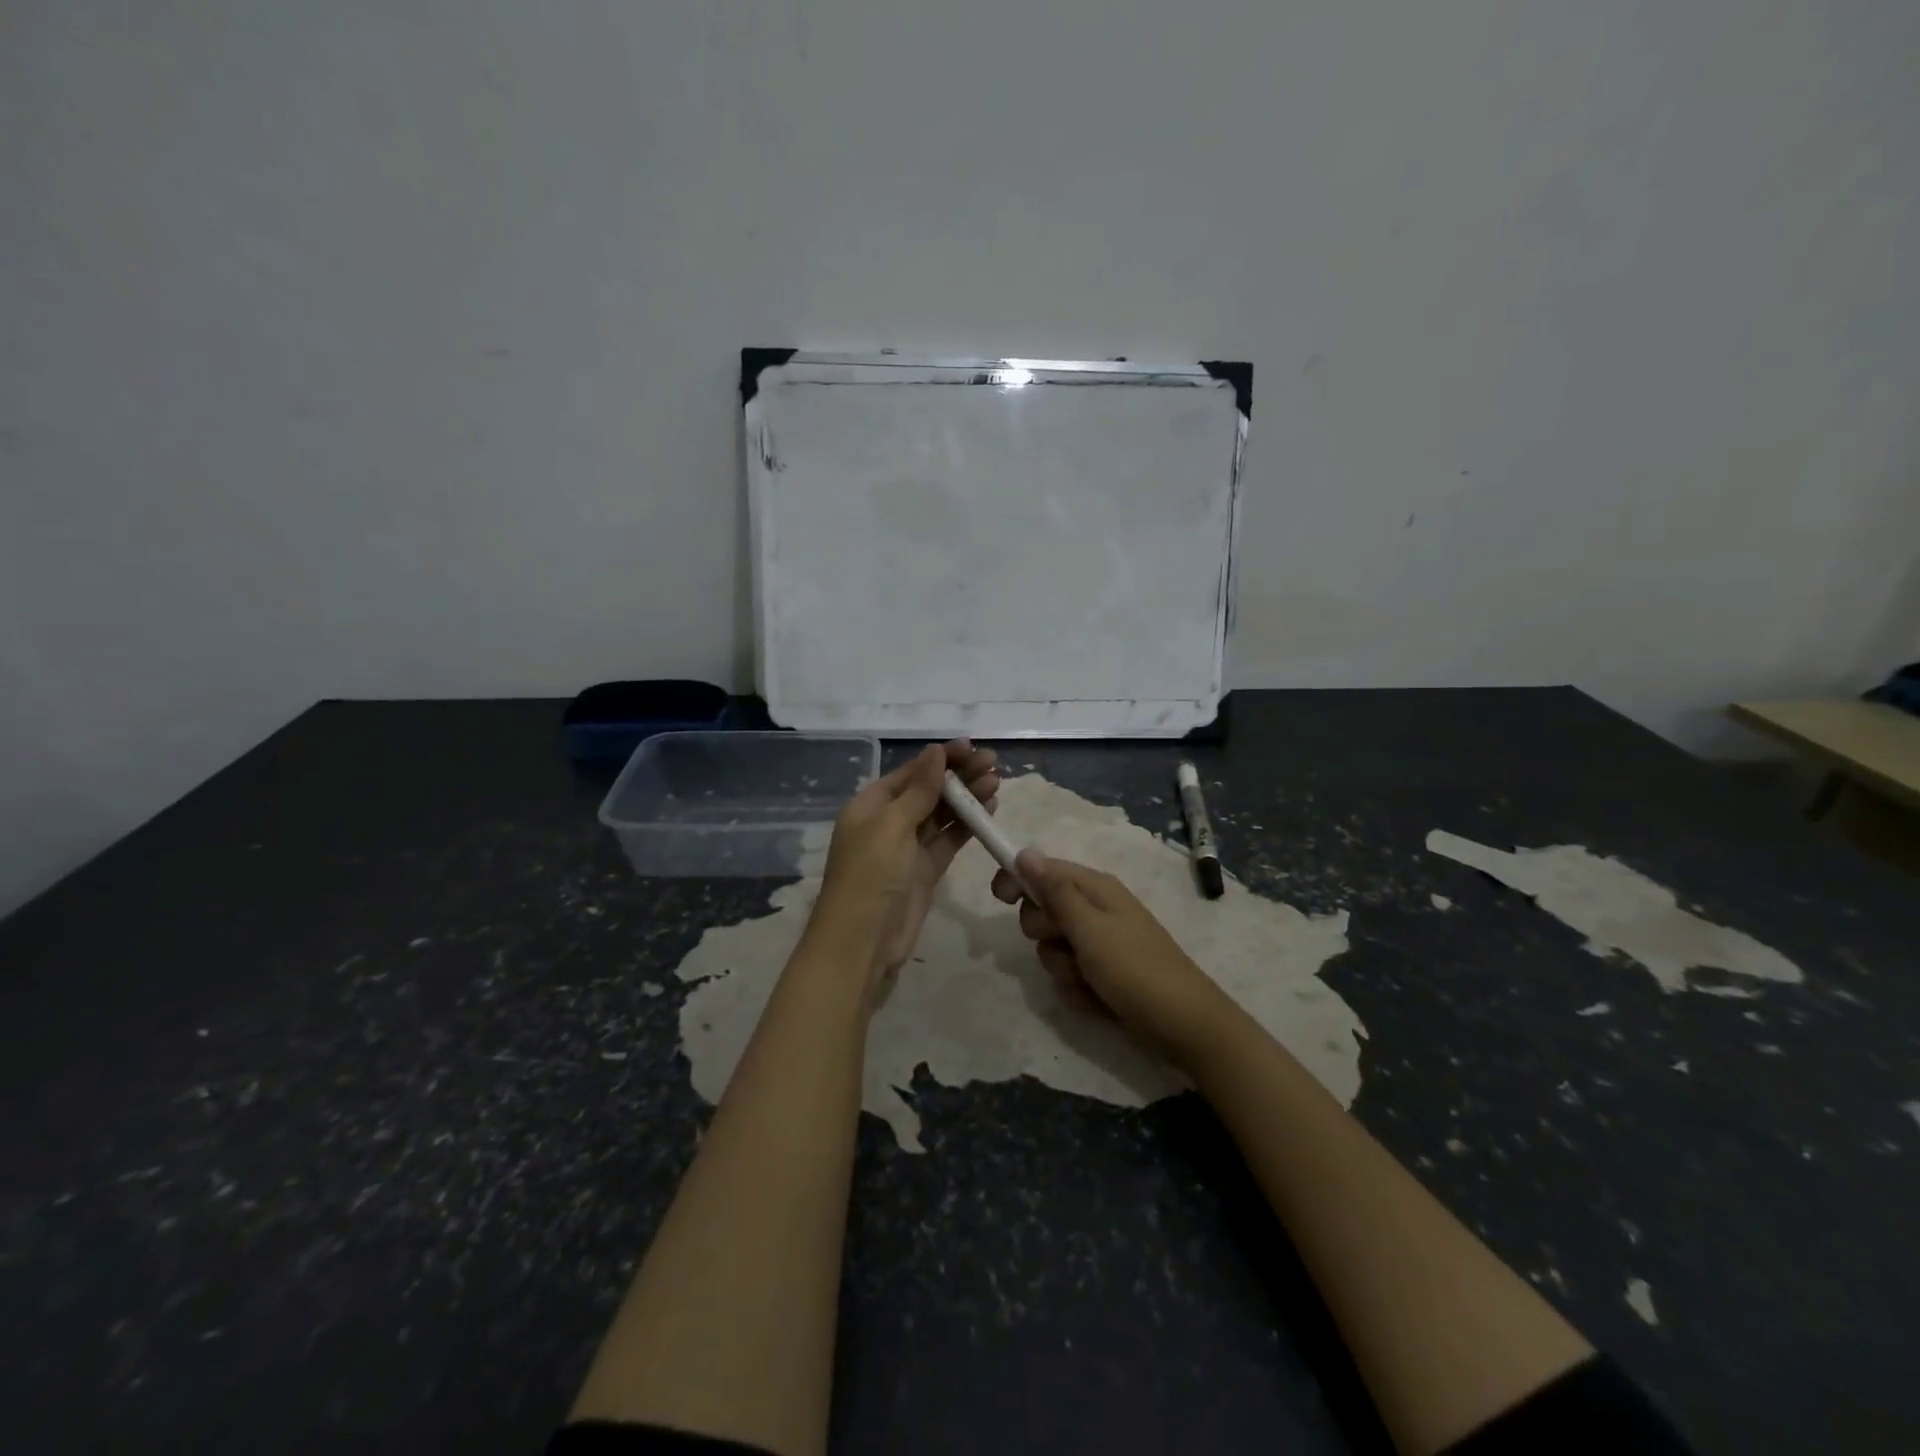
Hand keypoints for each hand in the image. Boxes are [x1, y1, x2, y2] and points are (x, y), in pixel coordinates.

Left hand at [809, 740, 999, 994]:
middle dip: (959, 775)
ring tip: (996, 780)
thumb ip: (919, 791)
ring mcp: (908, 846)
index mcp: (871, 804)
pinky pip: (949, 839)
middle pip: (929, 790)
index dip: (941, 758)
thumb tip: (935, 752)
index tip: (971, 747)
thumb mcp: (892, 826)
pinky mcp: (925, 869)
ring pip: (942, 814)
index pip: (912, 772)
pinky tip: (989, 807)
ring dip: (967, 797)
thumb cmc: (870, 875)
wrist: (862, 941)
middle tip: (993, 762)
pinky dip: (968, 824)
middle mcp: (889, 821)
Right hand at [992, 851, 1237, 1070]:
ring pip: (1051, 947)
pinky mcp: (1101, 974)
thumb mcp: (1090, 929)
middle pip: (1042, 909)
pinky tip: (1097, 1000)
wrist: (1184, 1027)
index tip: (1000, 898)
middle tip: (1065, 944)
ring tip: (1088, 980)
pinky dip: (1076, 989)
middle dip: (1043, 931)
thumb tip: (1025, 852)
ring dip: (1061, 967)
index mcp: (1094, 889)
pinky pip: (1068, 974)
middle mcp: (1094, 910)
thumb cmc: (1136, 970)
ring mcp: (1098, 944)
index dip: (1018, 878)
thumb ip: (1055, 892)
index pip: (1042, 869)